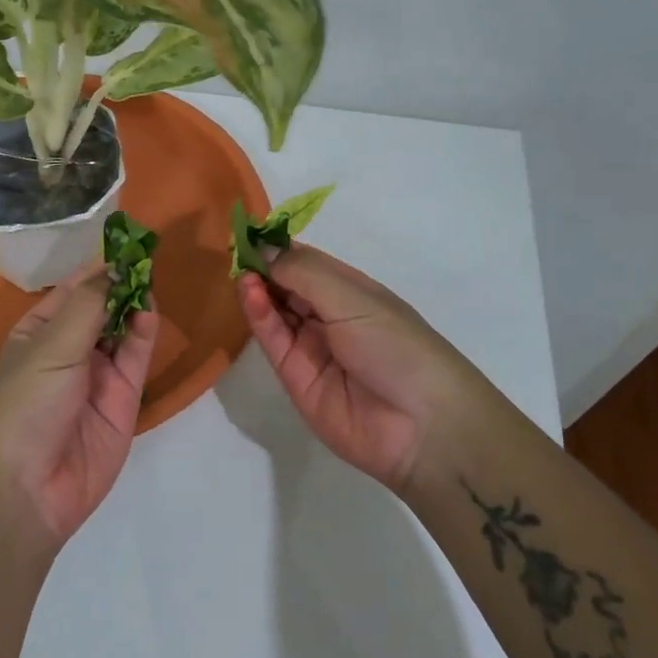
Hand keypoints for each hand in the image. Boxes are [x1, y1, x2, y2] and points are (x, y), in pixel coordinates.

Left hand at [0, 266, 159, 549]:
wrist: (26, 489)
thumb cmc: (24, 404)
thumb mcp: (50, 346)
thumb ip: (88, 305)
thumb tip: (113, 267)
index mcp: (37, 332)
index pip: (72, 290)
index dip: (97, 267)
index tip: (126, 241)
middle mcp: (68, 350)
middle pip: (101, 308)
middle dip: (120, 283)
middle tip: (147, 254)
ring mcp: (97, 375)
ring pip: (122, 330)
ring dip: (134, 304)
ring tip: (149, 277)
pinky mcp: (123, 400)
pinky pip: (136, 358)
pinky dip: (144, 333)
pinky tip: (148, 310)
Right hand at [237, 244, 484, 491]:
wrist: (421, 425)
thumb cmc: (396, 344)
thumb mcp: (352, 297)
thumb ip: (303, 272)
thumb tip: (264, 247)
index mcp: (351, 291)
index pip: (306, 262)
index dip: (279, 248)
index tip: (250, 231)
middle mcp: (329, 316)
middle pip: (287, 286)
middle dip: (264, 267)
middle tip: (236, 250)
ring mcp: (311, 347)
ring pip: (276, 312)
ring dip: (259, 289)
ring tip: (242, 272)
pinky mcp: (295, 377)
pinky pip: (273, 340)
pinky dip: (259, 315)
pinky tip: (249, 292)